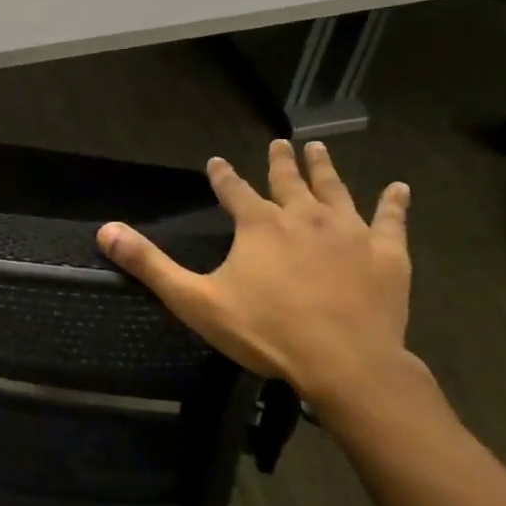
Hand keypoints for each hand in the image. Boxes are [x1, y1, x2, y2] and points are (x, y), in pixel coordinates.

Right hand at [96, 139, 426, 415]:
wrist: (344, 364)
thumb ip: (149, 264)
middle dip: (281, 161)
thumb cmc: (265, 331)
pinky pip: (391, 221)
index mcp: (258, 224)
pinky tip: (399, 188)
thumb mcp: (194, 300)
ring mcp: (349, 232)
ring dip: (325, 168)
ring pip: (336, 190)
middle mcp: (303, 216)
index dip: (223, 175)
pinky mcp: (386, 255)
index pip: (234, 190)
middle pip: (288, 181)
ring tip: (319, 148)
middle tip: (281, 142)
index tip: (216, 161)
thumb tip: (105, 230)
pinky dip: (394, 203)